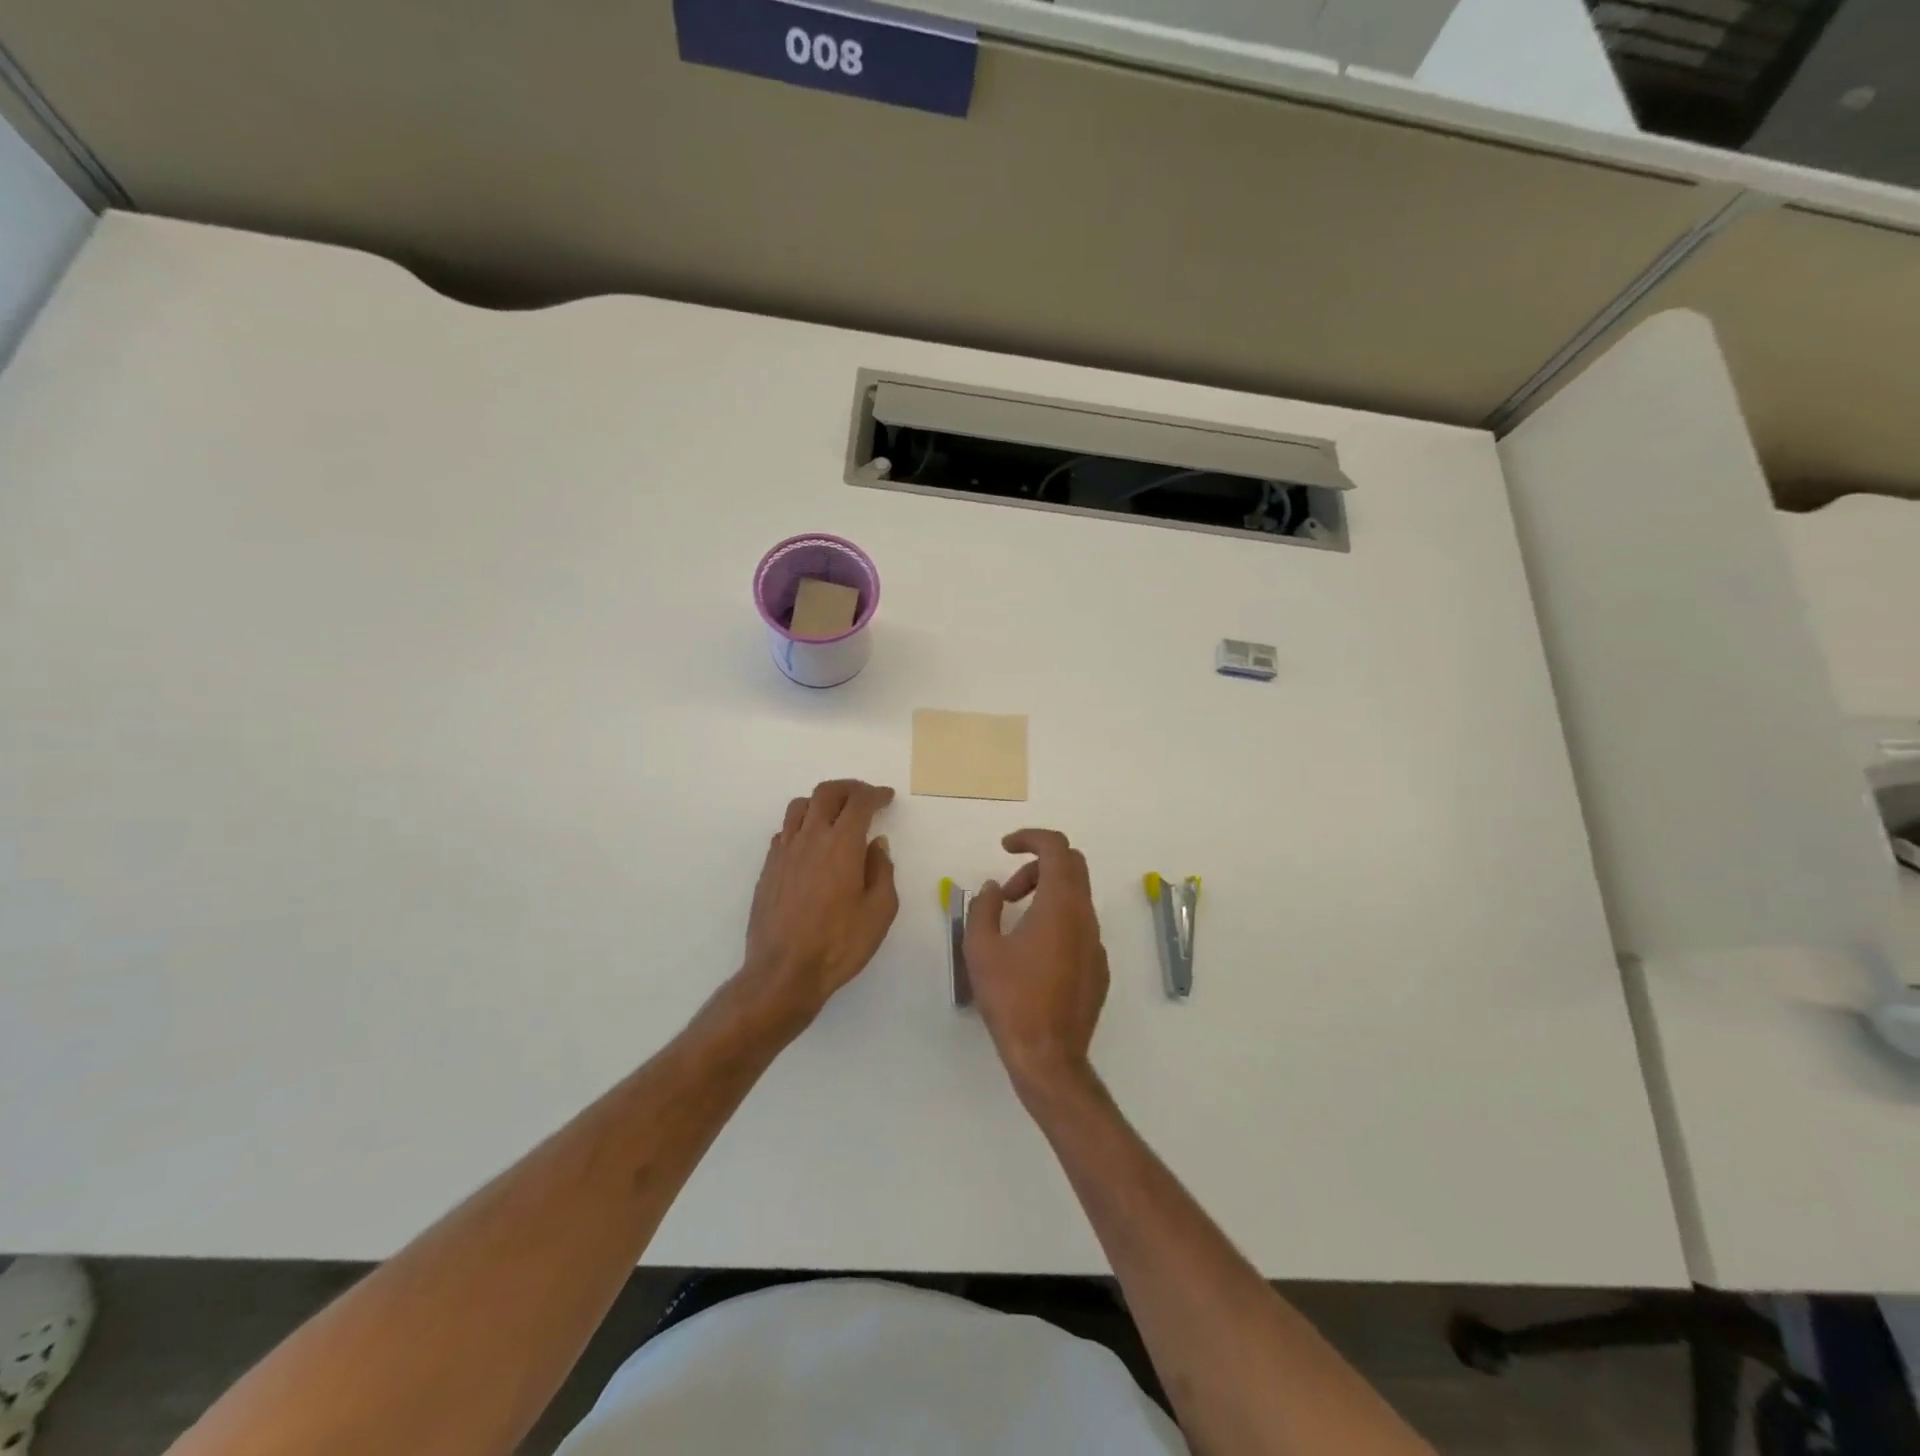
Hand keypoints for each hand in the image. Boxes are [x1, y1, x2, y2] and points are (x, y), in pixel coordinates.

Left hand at [739, 779, 898, 1029]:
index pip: (859, 802)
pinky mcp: (768, 868)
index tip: (886, 797)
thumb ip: (882, 871)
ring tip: (835, 814)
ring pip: (800, 806)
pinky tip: (810, 844)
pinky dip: (801, 825)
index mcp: (842, 844)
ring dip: (821, 802)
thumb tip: (876, 844)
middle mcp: (810, 838)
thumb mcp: (879, 911)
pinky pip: (785, 831)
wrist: (783, 972)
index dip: (875, 794)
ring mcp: (784, 851)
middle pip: (826, 793)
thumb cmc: (839, 944)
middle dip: (849, 788)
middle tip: (864, 797)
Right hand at [965, 829, 1108, 1101]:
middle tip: (1007, 892)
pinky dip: (1057, 922)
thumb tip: (992, 889)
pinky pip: (1080, 928)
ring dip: (1045, 896)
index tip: (1005, 847)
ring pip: (1076, 898)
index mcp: (1060, 905)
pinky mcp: (1099, 968)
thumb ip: (983, 908)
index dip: (1030, 837)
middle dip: (1037, 866)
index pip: (1056, 848)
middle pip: (1071, 866)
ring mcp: (1096, 944)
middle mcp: (1085, 917)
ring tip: (1013, 924)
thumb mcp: (981, 948)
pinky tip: (1032, 955)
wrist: (1048, 1057)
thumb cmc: (1011, 998)